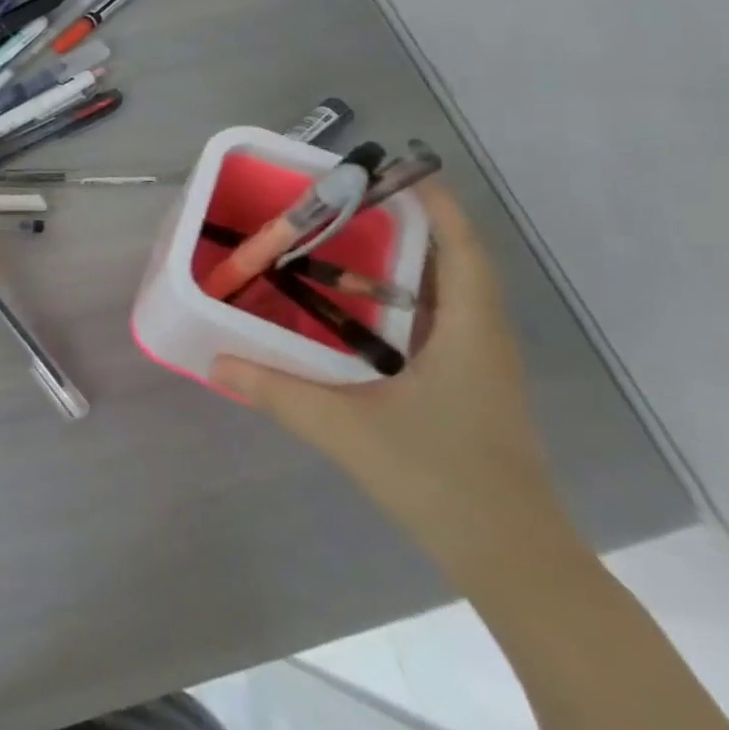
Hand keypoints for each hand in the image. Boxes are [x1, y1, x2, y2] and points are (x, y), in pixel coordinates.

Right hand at [211, 183, 574, 583]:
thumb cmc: (440, 480)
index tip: (396, 169)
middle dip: (409, 223)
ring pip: (449, 292)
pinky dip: (405, 297)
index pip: (463, 249)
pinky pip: (440, 321)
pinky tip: (359, 308)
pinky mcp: (470, 387)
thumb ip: (276, 391)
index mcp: (469, 333)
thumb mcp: (346, 431)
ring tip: (345, 241)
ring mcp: (480, 365)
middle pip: (455, 261)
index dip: (437, 204)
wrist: (513, 561)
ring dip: (406, 260)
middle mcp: (483, 338)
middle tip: (346, 202)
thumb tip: (215, 360)